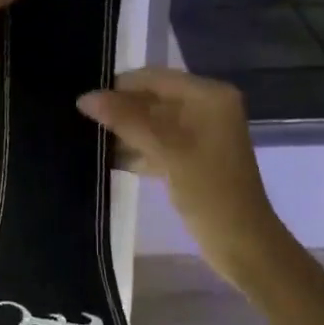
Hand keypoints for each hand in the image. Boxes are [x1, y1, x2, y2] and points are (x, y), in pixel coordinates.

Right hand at [77, 68, 282, 290]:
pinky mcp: (193, 158)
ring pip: (153, 122)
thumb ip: (126, 120)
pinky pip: (159, 143)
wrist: (243, 245)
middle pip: (154, 98)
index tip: (83, 99)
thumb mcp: (167, 151)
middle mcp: (207, 107)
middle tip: (80, 120)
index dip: (120, 87)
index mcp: (209, 96)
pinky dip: (137, 149)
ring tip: (87, 137)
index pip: (155, 78)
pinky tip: (107, 158)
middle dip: (121, 109)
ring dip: (125, 131)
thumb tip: (85, 97)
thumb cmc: (210, 192)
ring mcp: (200, 134)